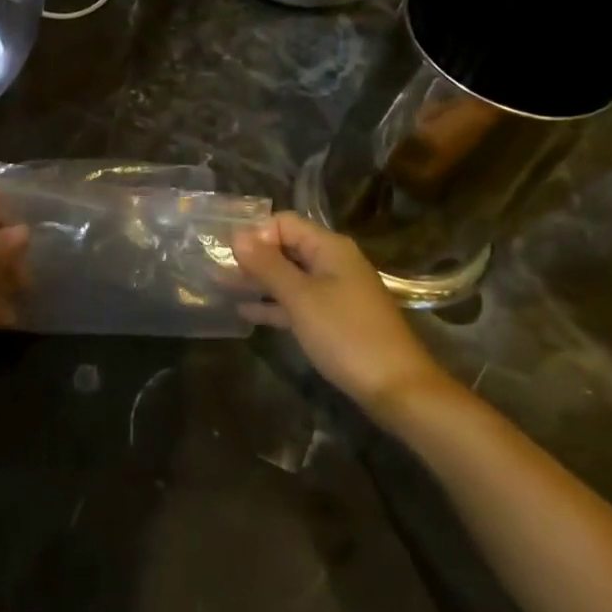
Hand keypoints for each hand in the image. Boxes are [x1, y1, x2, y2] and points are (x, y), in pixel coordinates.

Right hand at [231, 213, 448, 411]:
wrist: (397, 388)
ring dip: (259, 280)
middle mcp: (333, 263)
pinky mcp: (334, 319)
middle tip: (215, 266)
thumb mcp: (301, 298)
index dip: (256, 233)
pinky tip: (246, 312)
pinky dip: (274, 304)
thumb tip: (238, 235)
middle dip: (253, 256)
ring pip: (290, 277)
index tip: (226, 251)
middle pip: (286, 248)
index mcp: (330, 248)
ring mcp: (335, 292)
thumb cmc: (346, 335)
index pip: (285, 223)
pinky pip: (298, 302)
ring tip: (220, 285)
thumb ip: (268, 266)